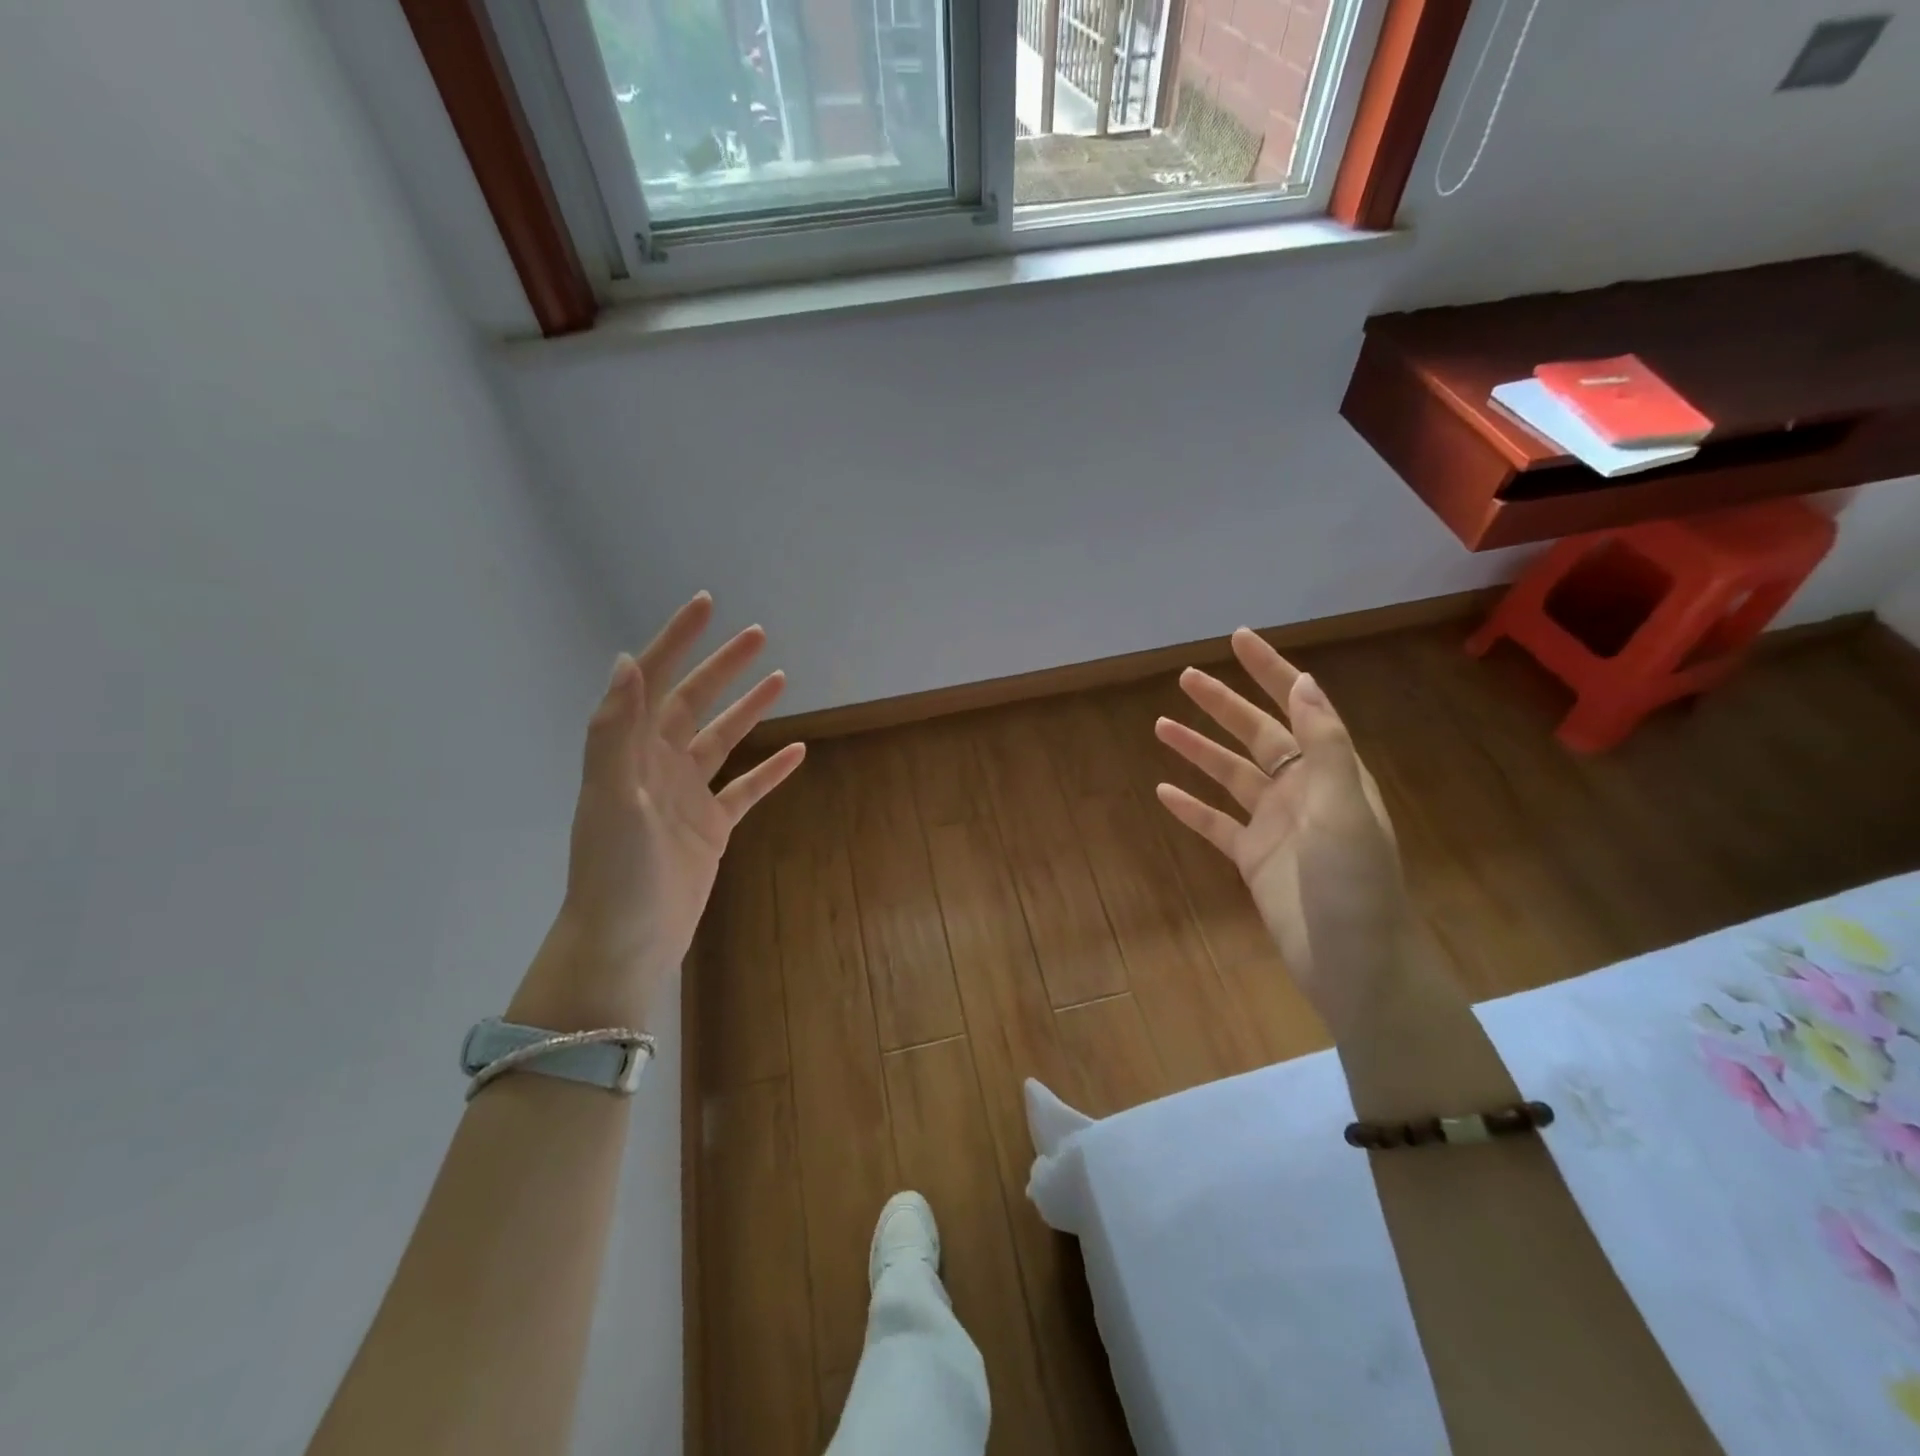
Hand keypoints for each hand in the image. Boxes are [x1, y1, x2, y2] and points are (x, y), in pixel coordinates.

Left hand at [510, 593, 804, 1031]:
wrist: (626, 942)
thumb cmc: (615, 870)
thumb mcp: (611, 796)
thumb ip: (616, 730)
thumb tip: (628, 661)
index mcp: (631, 751)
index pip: (654, 681)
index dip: (677, 640)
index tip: (707, 605)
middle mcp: (659, 765)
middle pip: (694, 702)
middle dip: (723, 666)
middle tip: (758, 635)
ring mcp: (688, 796)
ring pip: (723, 739)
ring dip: (749, 708)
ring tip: (780, 678)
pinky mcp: (712, 827)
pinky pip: (746, 789)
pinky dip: (770, 769)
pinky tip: (797, 751)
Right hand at [1153, 629, 1409, 1035]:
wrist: (1355, 965)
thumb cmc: (1356, 885)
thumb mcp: (1345, 809)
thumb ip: (1325, 746)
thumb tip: (1305, 683)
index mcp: (1331, 773)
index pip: (1299, 707)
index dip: (1271, 671)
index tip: (1239, 639)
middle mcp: (1302, 791)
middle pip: (1257, 735)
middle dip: (1223, 704)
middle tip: (1185, 677)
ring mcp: (1275, 826)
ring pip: (1229, 776)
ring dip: (1198, 750)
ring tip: (1160, 725)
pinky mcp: (1252, 859)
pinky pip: (1215, 824)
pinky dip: (1190, 807)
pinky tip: (1163, 791)